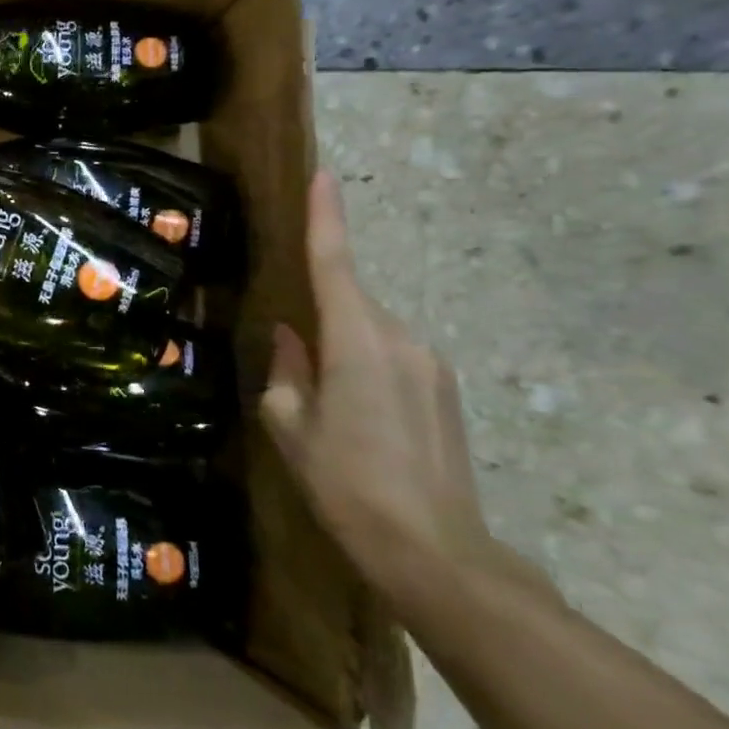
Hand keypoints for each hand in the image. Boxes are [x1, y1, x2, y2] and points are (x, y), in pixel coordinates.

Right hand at [259, 171, 491, 609]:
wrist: (435, 554)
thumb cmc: (346, 484)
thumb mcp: (290, 426)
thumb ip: (285, 370)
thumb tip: (289, 338)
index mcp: (356, 341)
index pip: (334, 262)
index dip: (325, 216)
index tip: (322, 175)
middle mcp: (400, 339)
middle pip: (349, 301)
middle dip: (319, 311)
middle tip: (293, 357)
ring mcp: (430, 364)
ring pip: (369, 332)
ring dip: (340, 347)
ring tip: (324, 403)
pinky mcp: (443, 390)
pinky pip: (390, 356)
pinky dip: (363, 366)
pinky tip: (355, 416)